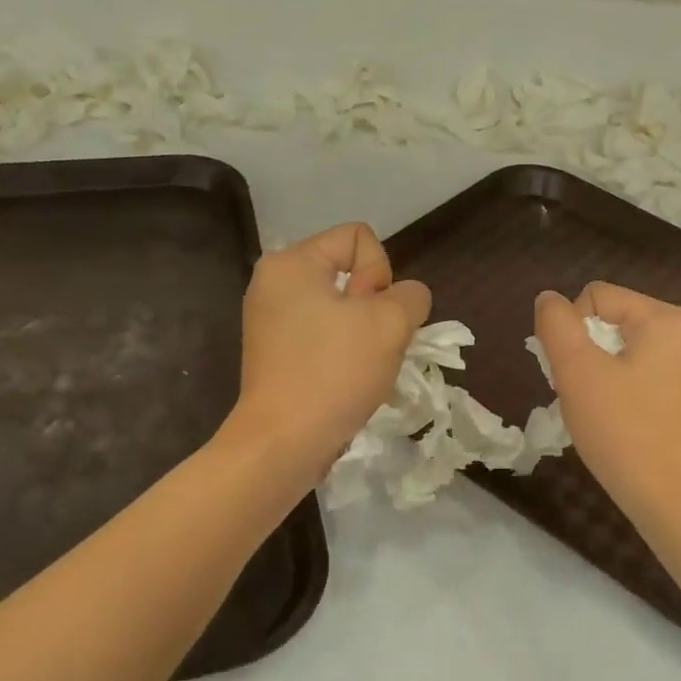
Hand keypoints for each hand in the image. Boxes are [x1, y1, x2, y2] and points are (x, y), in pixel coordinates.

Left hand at [224, 223, 430, 484]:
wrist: (283, 443)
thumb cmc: (333, 373)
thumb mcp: (391, 323)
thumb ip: (411, 296)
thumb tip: (404, 300)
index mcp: (291, 262)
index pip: (359, 237)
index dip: (380, 273)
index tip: (373, 316)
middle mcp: (273, 283)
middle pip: (349, 273)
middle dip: (373, 307)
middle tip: (370, 345)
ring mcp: (269, 321)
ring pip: (340, 309)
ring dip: (363, 335)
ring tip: (361, 367)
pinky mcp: (273, 355)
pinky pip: (323, 336)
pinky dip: (342, 354)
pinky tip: (346, 381)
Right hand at [534, 283, 680, 523]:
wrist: (666, 495)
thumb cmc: (620, 428)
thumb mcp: (577, 369)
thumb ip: (556, 324)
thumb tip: (548, 298)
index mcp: (667, 318)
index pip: (596, 297)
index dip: (571, 330)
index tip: (571, 373)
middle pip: (611, 320)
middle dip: (585, 351)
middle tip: (580, 392)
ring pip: (622, 347)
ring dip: (598, 370)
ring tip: (595, 407)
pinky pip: (640, 370)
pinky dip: (618, 385)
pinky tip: (614, 416)